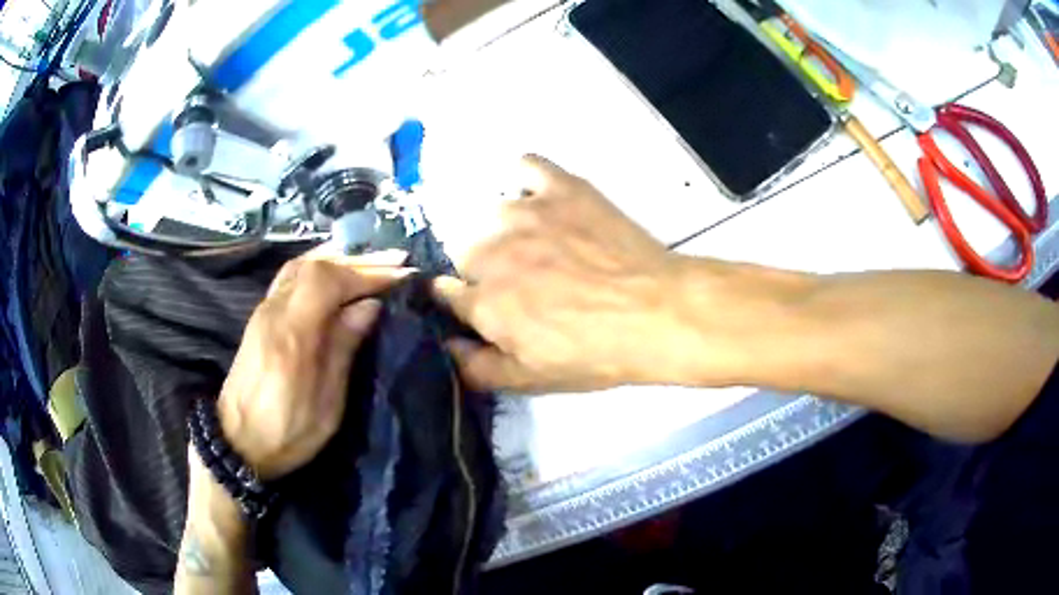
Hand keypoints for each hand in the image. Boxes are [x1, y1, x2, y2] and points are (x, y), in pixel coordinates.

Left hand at [217, 249, 408, 480]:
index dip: (367, 273)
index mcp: (292, 334)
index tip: (402, 275)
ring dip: (339, 258)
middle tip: (398, 260)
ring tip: (372, 262)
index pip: (329, 281)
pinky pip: (292, 275)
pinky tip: (335, 272)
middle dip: (359, 260)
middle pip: (315, 265)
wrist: (237, 442)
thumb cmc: (287, 432)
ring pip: (301, 265)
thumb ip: (344, 348)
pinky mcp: (261, 317)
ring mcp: (264, 310)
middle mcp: (274, 311)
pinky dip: (320, 266)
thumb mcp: (326, 404)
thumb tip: (369, 306)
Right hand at [433, 156, 691, 392]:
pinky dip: (525, 180)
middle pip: (463, 251)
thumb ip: (476, 368)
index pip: (443, 292)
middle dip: (481, 269)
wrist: (658, 312)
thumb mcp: (532, 380)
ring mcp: (525, 212)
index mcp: (483, 300)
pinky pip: (525, 166)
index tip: (476, 305)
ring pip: (489, 213)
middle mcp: (491, 250)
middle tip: (519, 283)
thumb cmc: (596, 353)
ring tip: (537, 246)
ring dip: (503, 231)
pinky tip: (540, 198)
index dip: (458, 301)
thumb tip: (445, 347)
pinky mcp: (560, 187)